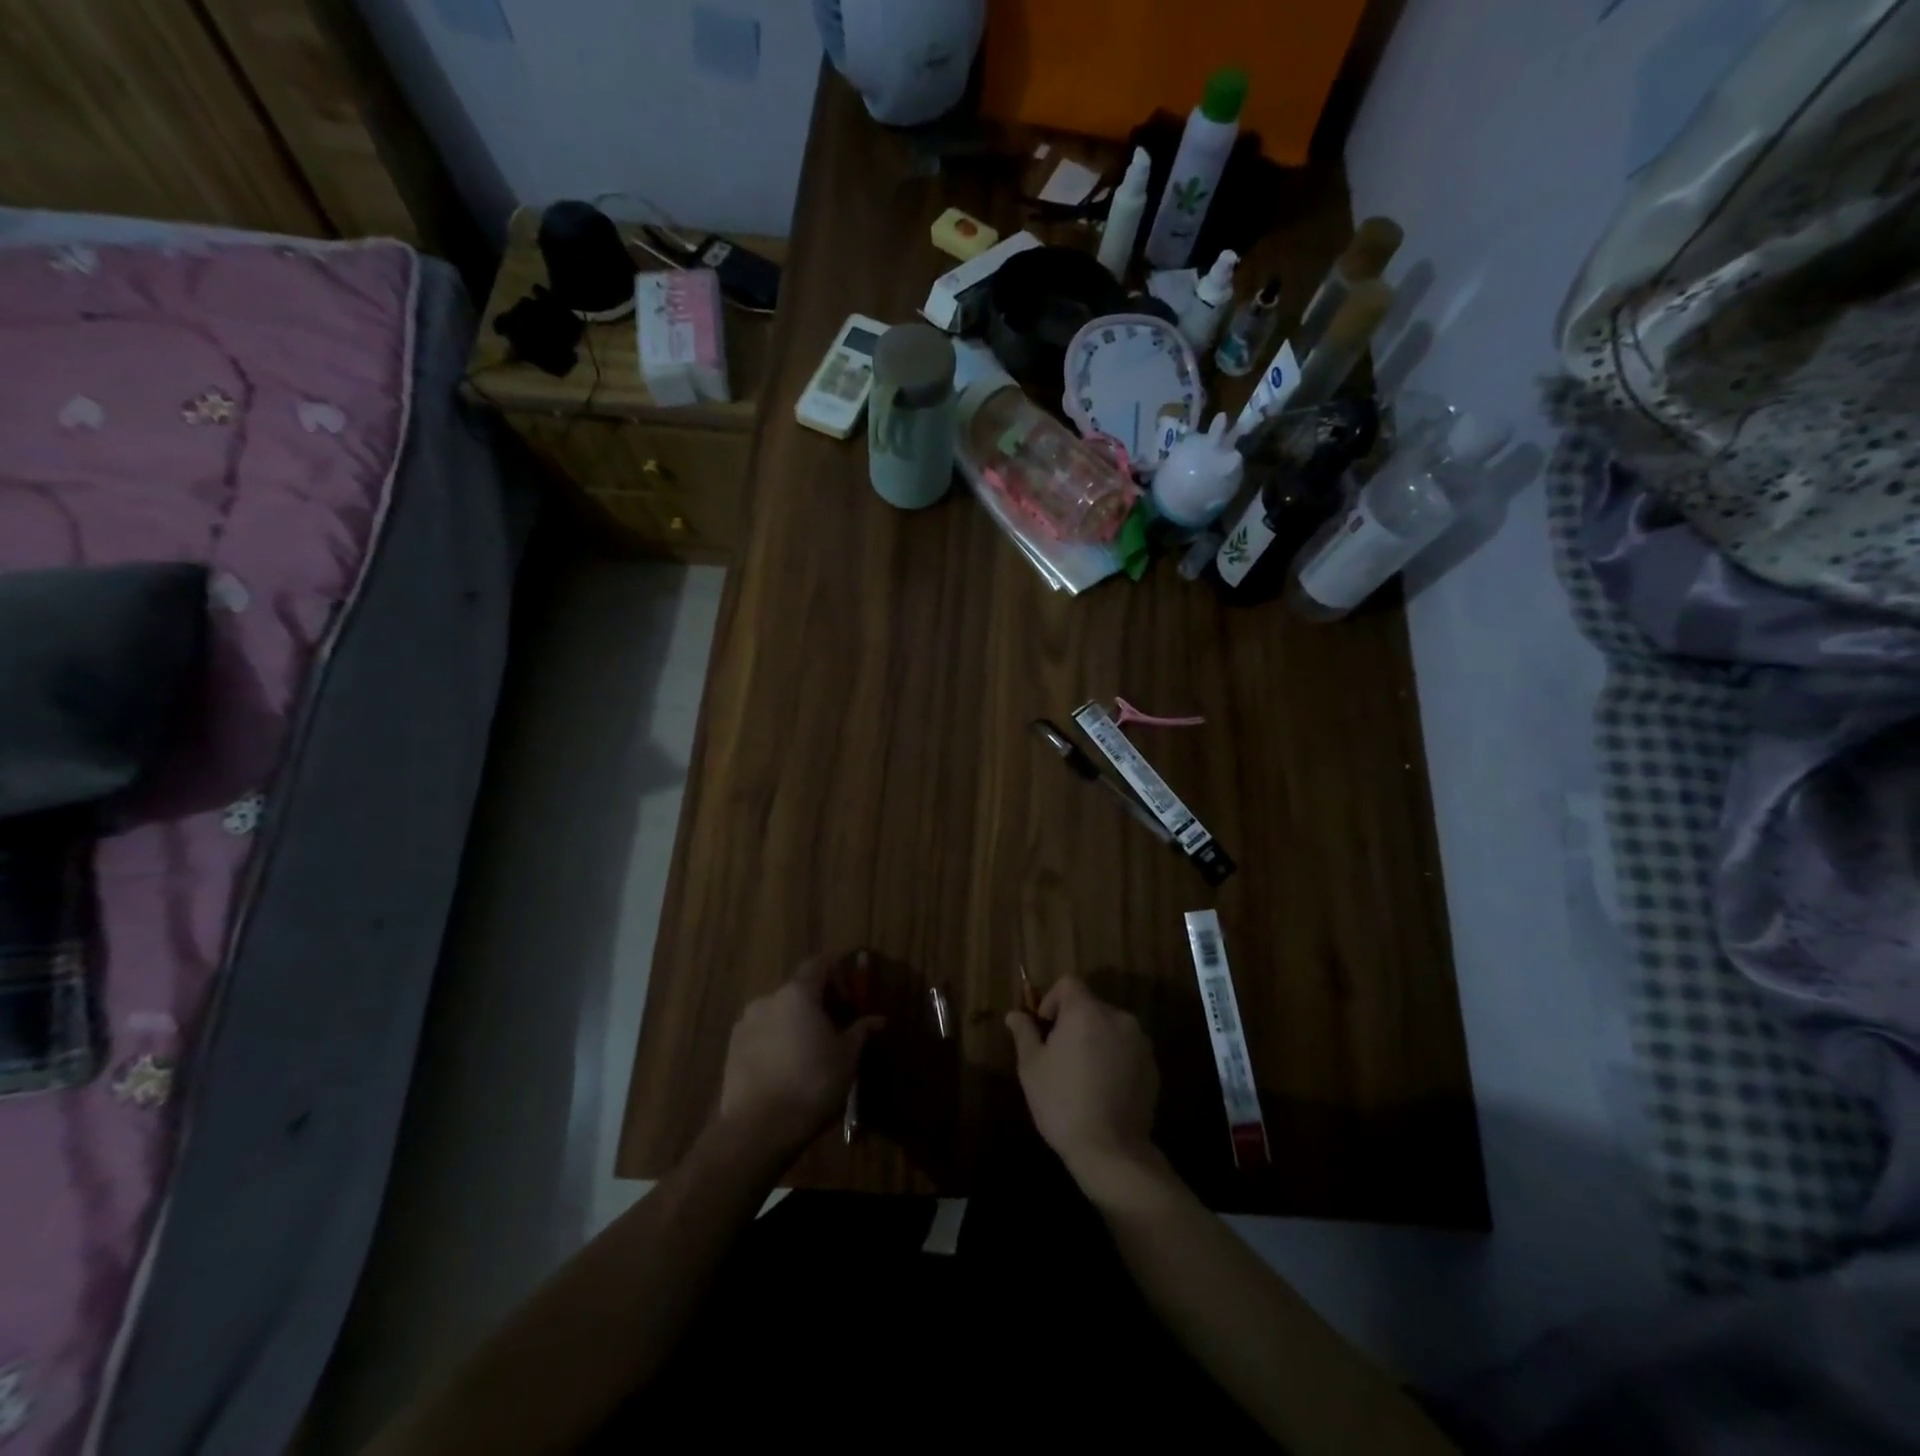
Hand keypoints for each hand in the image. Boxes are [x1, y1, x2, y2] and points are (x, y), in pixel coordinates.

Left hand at [717, 957, 882, 1162]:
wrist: (757, 1129)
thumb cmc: (812, 1083)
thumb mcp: (847, 1057)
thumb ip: (860, 1031)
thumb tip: (878, 1020)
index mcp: (798, 993)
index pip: (819, 963)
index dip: (837, 974)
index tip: (851, 997)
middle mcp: (768, 999)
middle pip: (797, 989)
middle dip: (817, 1002)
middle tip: (835, 1027)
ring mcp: (745, 1024)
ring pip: (778, 1012)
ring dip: (795, 1023)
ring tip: (809, 1051)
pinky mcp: (731, 1049)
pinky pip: (761, 1034)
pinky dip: (776, 1041)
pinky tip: (786, 1068)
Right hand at [1006, 975, 1161, 1193]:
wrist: (1112, 1150)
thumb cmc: (1062, 1102)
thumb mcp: (1031, 1067)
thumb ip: (1024, 1033)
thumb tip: (1014, 1015)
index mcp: (1086, 1011)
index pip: (1068, 983)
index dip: (1052, 1000)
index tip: (1044, 1028)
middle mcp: (1117, 1017)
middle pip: (1090, 1005)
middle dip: (1073, 1022)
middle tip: (1060, 1055)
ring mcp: (1140, 1042)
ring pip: (1110, 1027)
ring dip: (1096, 1039)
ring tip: (1083, 1074)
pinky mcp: (1153, 1066)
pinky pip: (1127, 1049)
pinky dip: (1114, 1057)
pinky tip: (1104, 1088)